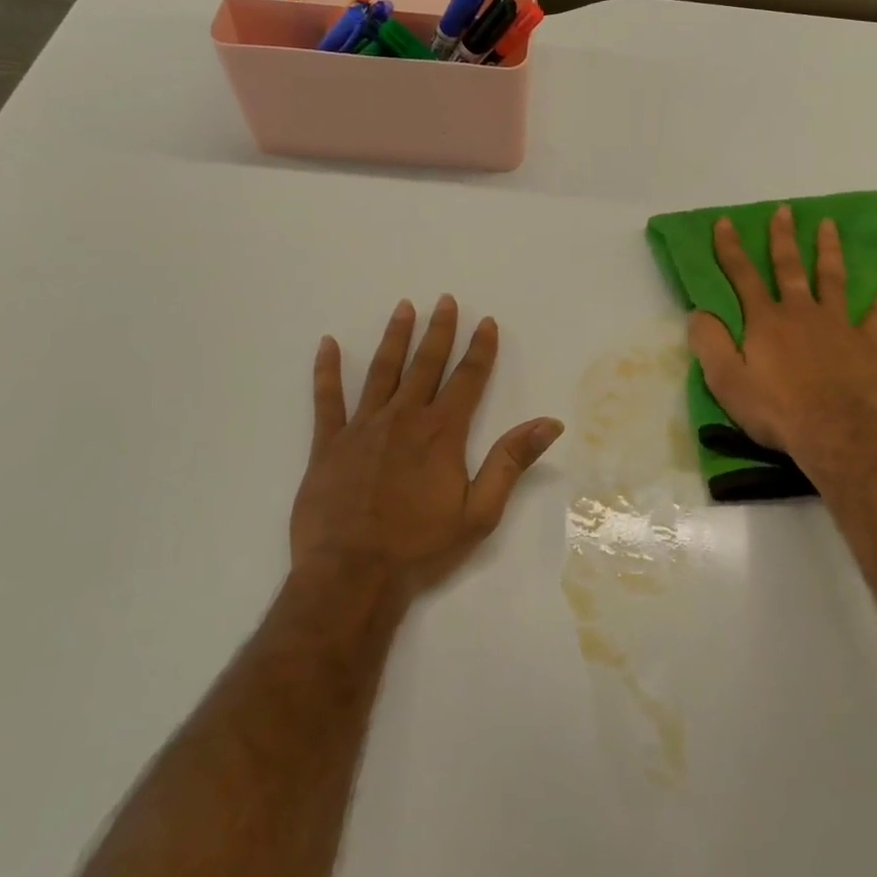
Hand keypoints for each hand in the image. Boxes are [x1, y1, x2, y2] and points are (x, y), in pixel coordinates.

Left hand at [291, 295, 563, 598]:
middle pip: (425, 364)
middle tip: (444, 300)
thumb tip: (549, 423)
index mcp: (442, 432)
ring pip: (382, 371)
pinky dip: (326, 371)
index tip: (486, 321)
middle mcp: (403, 418)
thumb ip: (511, 462)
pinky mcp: (328, 443)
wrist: (351, 576)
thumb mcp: (480, 511)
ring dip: (394, 338)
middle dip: (439, 331)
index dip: (480, 349)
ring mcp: (362, 427)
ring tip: (403, 308)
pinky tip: (326, 344)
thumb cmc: (420, 546)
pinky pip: (327, 399)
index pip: (467, 379)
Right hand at [687, 205, 876, 475]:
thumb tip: (697, 313)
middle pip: (789, 268)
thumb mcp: (726, 381)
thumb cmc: (775, 410)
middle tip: (784, 210)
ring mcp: (836, 325)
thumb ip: (709, 343)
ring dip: (828, 250)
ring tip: (828, 225)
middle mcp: (800, 312)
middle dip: (783, 238)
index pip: (742, 276)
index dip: (730, 248)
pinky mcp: (866, 343)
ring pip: (832, 279)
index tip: (724, 222)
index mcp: (765, 321)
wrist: (833, 433)